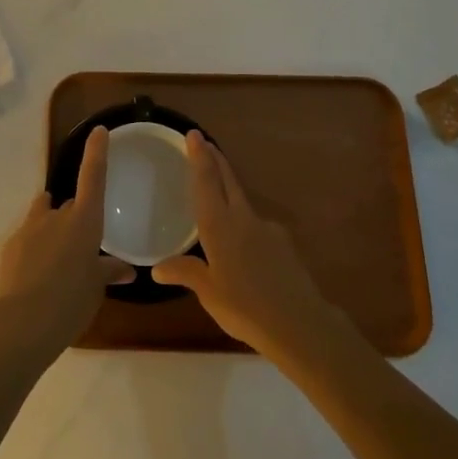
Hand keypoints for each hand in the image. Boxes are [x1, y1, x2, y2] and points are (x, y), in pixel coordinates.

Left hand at [0, 127, 134, 357]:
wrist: (23, 322)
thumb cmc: (71, 301)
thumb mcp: (96, 288)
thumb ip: (109, 272)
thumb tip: (126, 269)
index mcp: (84, 221)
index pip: (93, 177)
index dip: (96, 152)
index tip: (98, 131)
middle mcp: (57, 216)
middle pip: (69, 205)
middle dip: (75, 219)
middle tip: (83, 248)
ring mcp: (30, 228)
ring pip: (44, 216)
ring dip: (52, 227)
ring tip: (57, 259)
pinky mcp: (11, 244)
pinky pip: (28, 237)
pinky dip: (35, 248)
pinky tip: (38, 276)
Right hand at [153, 132, 344, 360]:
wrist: (300, 324)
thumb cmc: (245, 307)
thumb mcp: (208, 292)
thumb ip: (185, 273)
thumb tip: (157, 268)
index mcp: (219, 225)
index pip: (206, 182)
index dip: (199, 157)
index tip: (194, 134)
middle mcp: (243, 218)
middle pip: (228, 181)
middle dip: (216, 160)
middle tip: (205, 143)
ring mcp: (267, 229)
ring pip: (243, 200)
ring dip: (230, 189)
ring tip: (218, 196)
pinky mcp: (284, 244)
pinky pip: (257, 226)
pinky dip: (246, 224)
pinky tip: (245, 247)